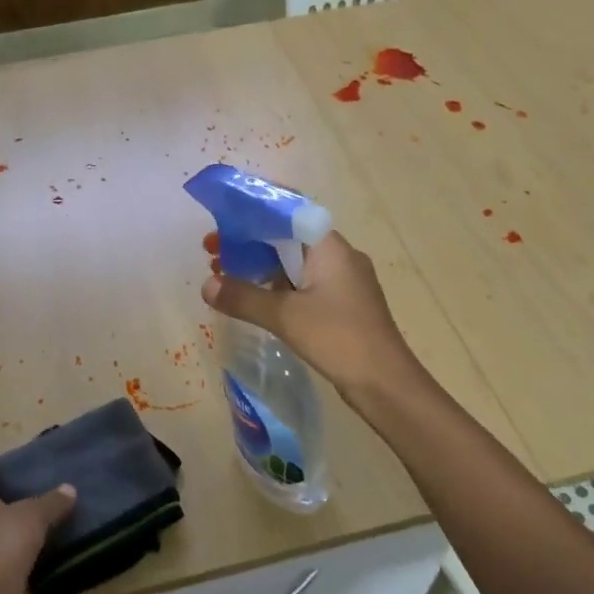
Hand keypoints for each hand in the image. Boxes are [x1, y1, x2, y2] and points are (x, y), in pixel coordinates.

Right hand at [202, 230, 418, 393]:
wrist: (386, 384)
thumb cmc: (339, 338)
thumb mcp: (285, 316)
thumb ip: (244, 297)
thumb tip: (206, 286)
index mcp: (329, 246)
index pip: (289, 210)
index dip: (254, 209)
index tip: (223, 216)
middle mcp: (338, 256)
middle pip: (287, 235)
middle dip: (249, 240)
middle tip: (212, 250)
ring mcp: (342, 281)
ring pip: (294, 261)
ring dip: (260, 264)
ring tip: (224, 273)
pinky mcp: (342, 304)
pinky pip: (302, 283)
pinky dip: (276, 284)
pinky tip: (254, 298)